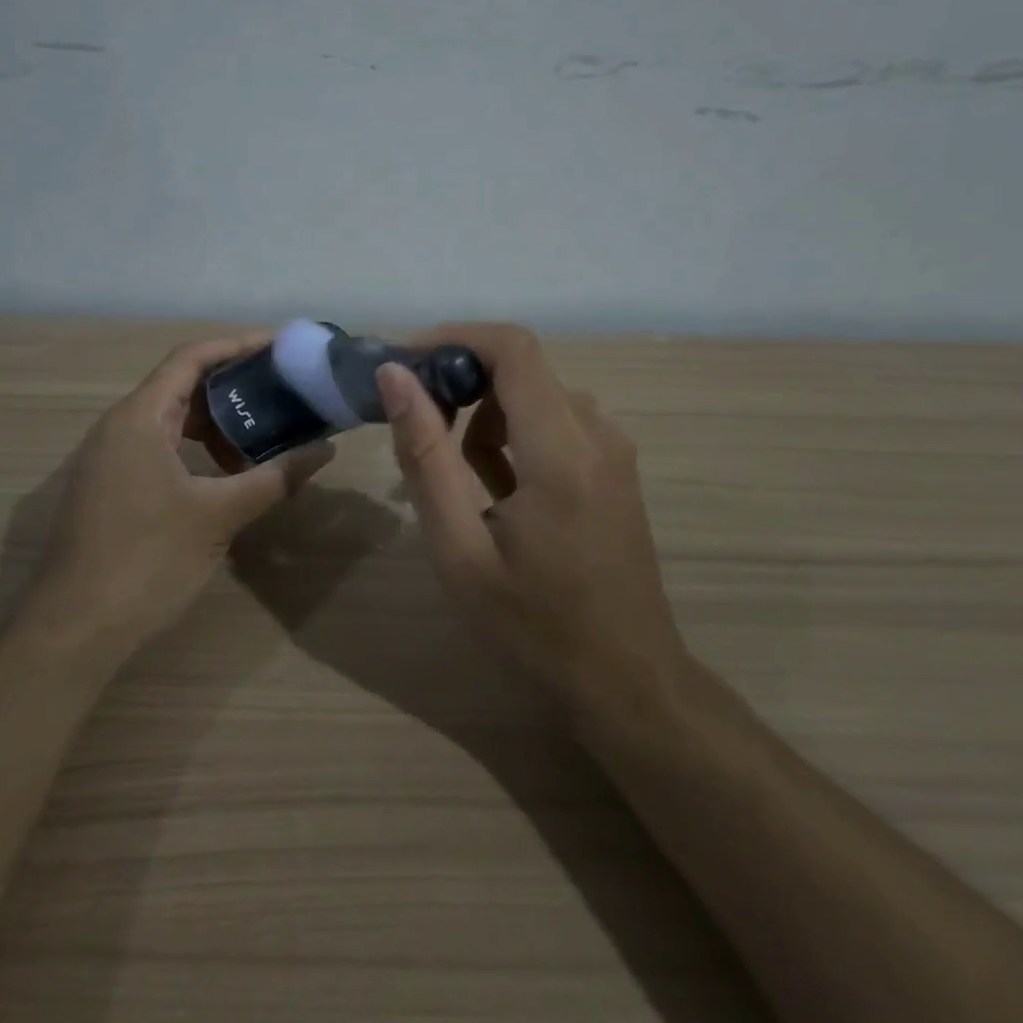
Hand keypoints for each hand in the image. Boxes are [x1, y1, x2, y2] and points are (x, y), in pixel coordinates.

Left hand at [16, 335, 334, 666]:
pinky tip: (226, 478)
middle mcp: (119, 427)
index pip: (191, 358)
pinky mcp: (109, 488)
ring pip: (171, 422)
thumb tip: (325, 450)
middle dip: (233, 388)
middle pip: (181, 387)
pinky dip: (195, 452)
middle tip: (282, 393)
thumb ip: (274, 478)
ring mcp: (109, 459)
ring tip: (261, 441)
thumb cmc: (147, 560)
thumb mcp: (219, 515)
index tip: (280, 347)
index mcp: (140, 418)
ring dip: (216, 426)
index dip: (237, 345)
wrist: (74, 628)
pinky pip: (158, 449)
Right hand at [376, 324, 691, 720]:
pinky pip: (555, 422)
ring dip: (484, 417)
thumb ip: (425, 457)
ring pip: (535, 395)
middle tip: (412, 426)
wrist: (628, 684)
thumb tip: (393, 377)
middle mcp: (598, 433)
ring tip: (454, 480)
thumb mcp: (460, 549)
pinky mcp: (614, 468)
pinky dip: (514, 437)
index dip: (452, 338)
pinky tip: (496, 492)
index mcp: (562, 451)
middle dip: (459, 382)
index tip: (402, 362)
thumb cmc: (534, 627)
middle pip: (521, 367)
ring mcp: (613, 451)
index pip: (512, 348)